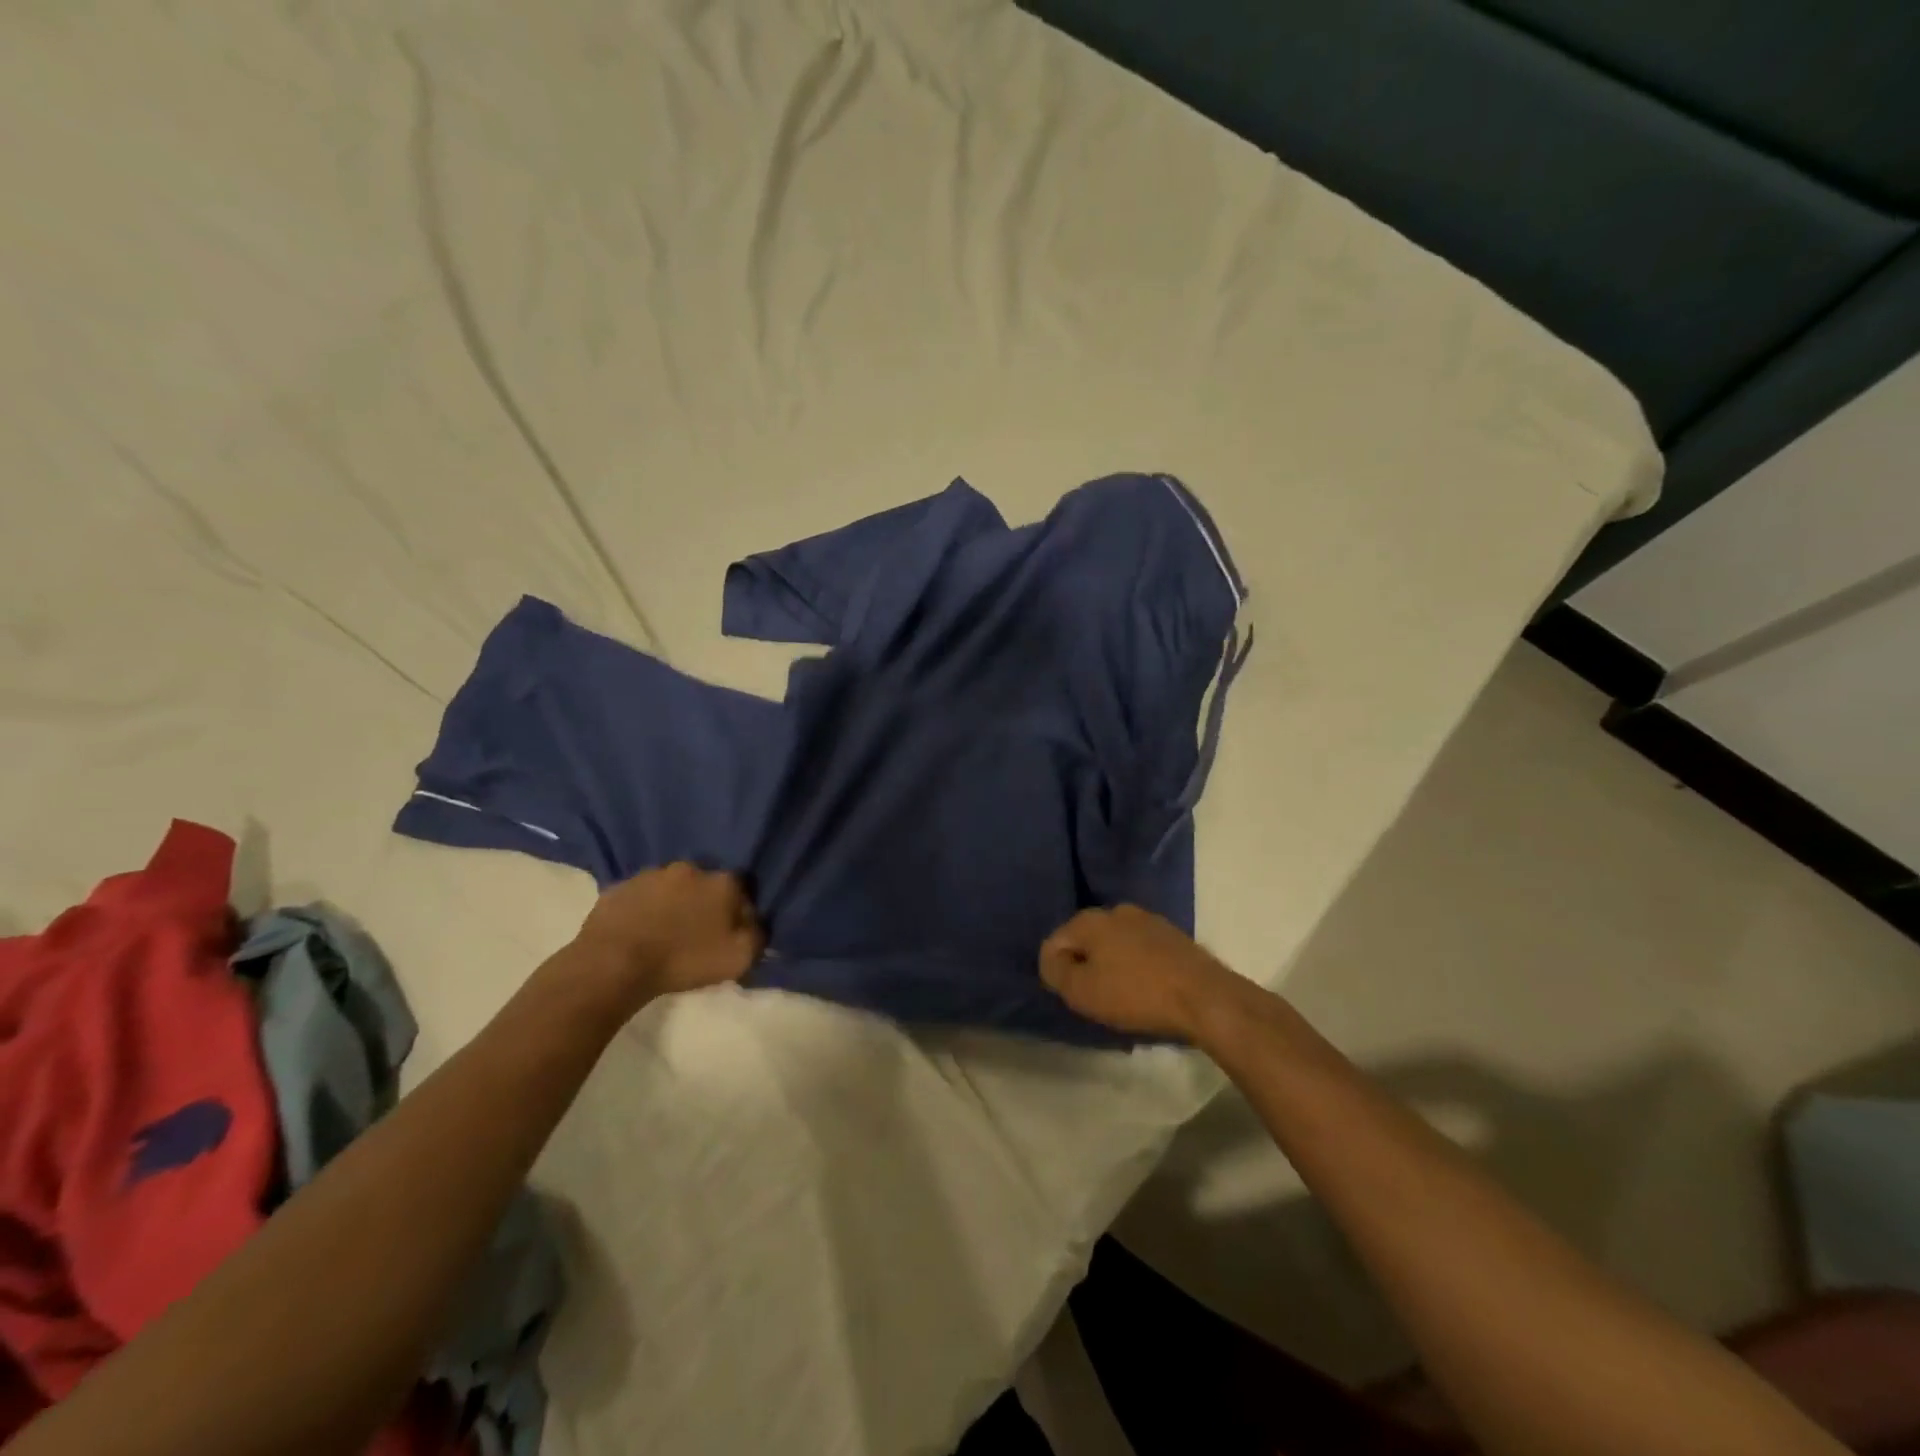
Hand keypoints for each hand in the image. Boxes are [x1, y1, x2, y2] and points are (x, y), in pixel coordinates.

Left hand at [573, 862, 763, 1003]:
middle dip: (704, 903)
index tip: (730, 933)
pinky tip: (638, 932)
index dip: (738, 912)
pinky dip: (643, 910)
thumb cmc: (683, 960)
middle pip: (706, 885)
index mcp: (722, 882)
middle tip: (696, 933)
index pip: (741, 891)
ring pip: (671, 888)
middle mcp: (690, 868)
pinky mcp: (620, 887)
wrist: (615, 963)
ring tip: (664, 933)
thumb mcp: (738, 958)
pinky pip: (640, 897)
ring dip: (672, 904)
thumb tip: (755, 924)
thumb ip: (757, 936)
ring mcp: (652, 874)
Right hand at [1039, 904, 1243, 1039]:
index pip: (1054, 942)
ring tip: (1122, 999)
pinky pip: (1140, 951)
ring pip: (1114, 945)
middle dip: (1085, 967)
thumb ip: (1056, 972)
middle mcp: (1116, 910)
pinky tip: (1146, 992)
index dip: (1056, 972)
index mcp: (1090, 919)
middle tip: (1095, 999)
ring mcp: (1148, 920)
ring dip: (1112, 967)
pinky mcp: (1172, 936)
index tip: (1073, 997)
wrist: (1204, 997)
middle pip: (1086, 941)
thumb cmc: (1136, 994)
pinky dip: (1136, 968)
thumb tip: (1052, 960)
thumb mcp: (1082, 991)